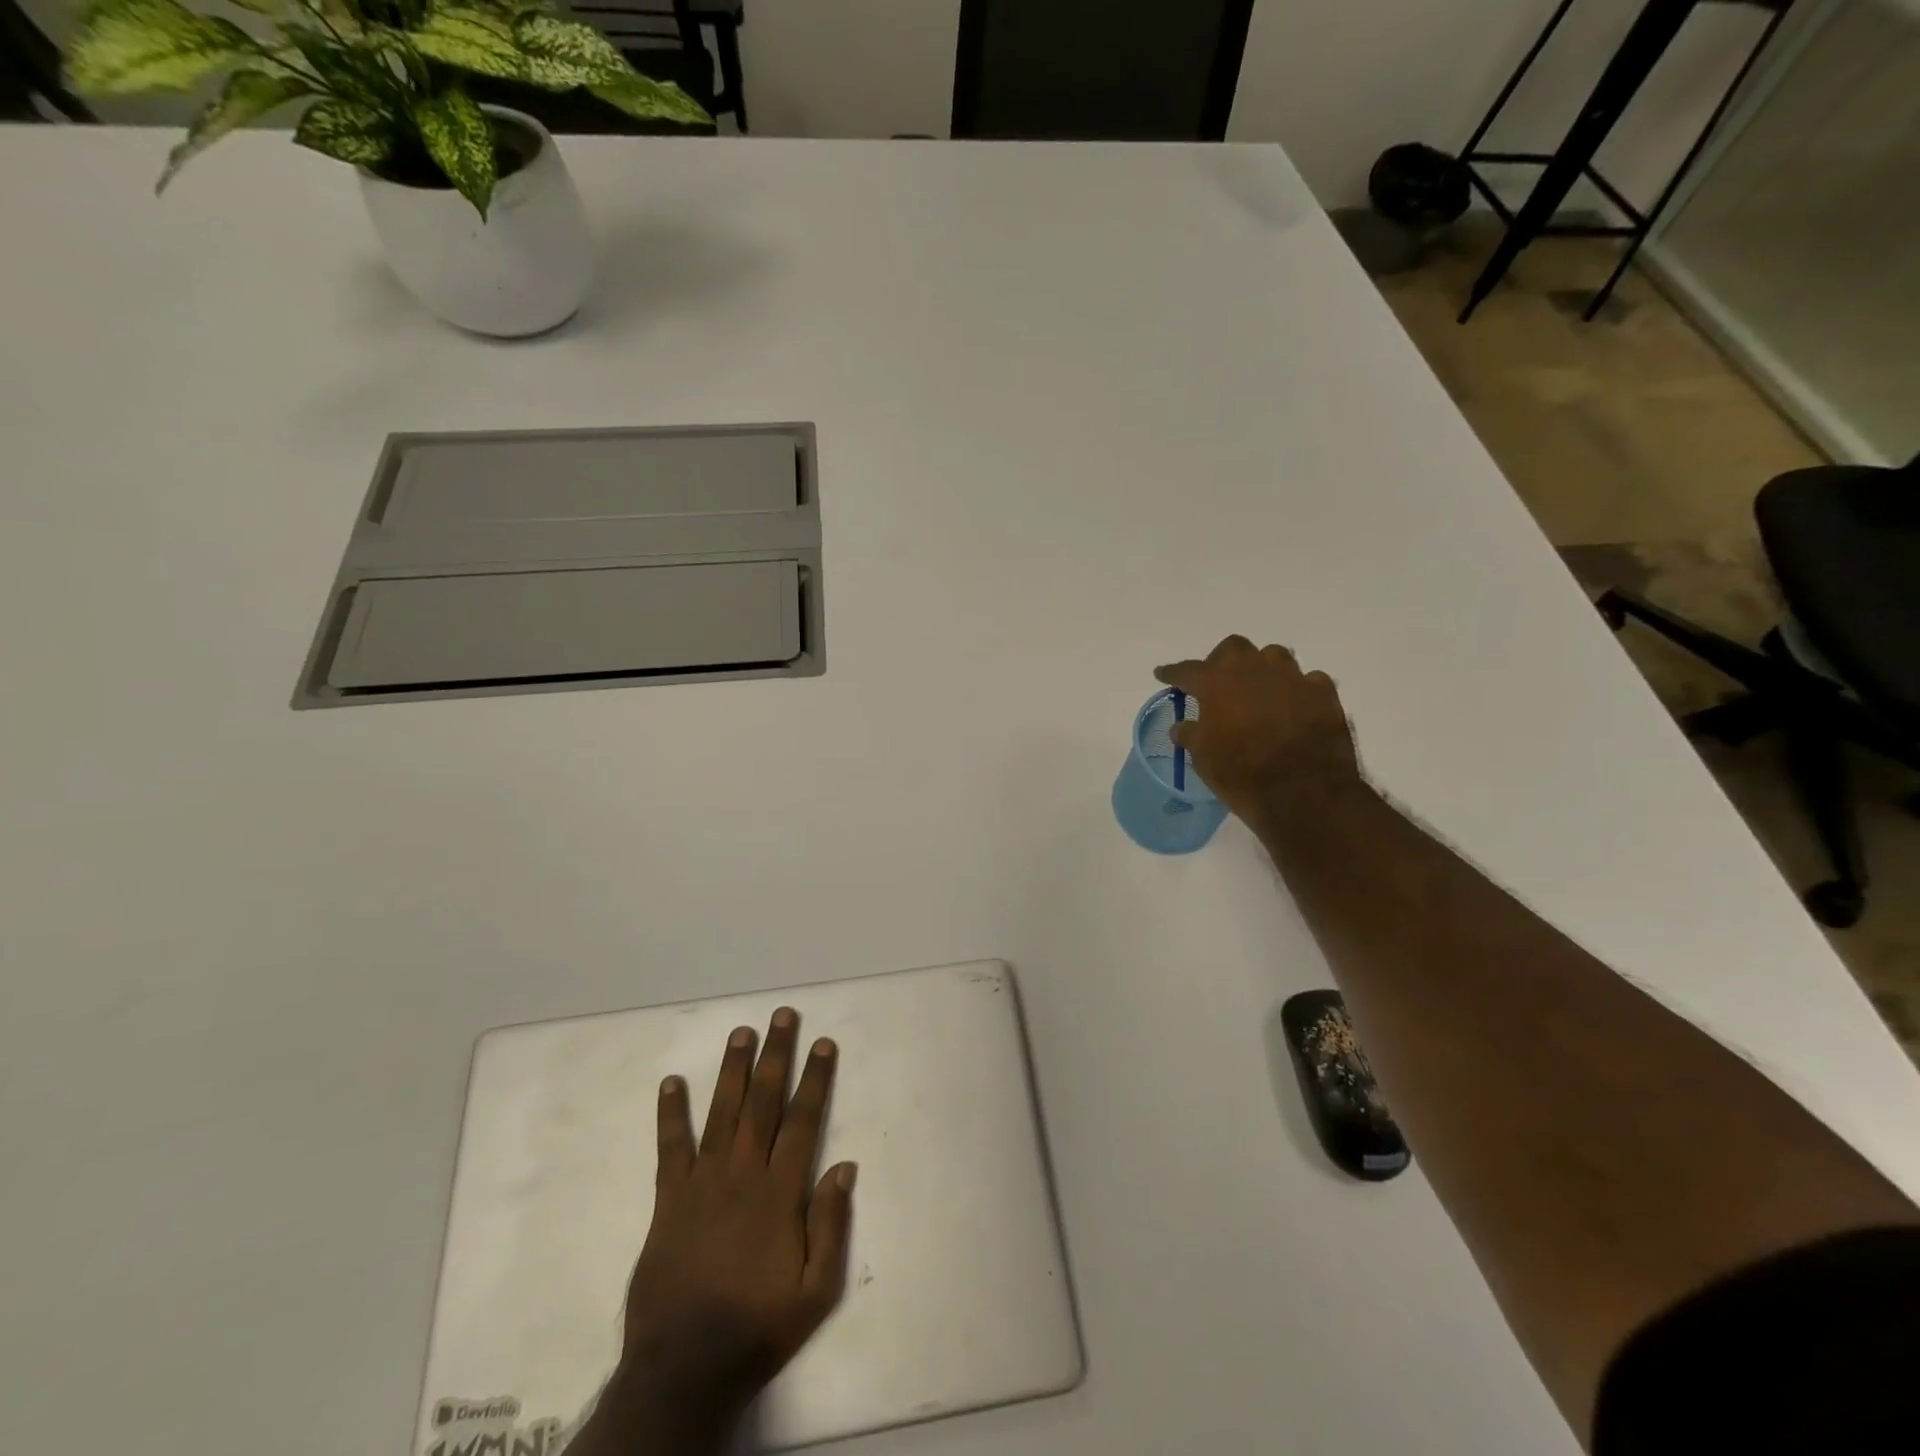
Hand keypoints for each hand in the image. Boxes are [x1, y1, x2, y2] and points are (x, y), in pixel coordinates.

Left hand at [591, 1008, 855, 1454]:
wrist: (683, 1370)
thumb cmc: (757, 1327)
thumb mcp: (816, 1292)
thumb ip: (831, 1225)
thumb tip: (844, 1166)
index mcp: (780, 1193)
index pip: (803, 1120)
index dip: (815, 1078)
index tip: (822, 1042)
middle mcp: (743, 1174)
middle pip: (763, 1102)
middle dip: (776, 1055)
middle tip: (782, 1015)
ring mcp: (702, 1183)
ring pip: (722, 1112)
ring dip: (733, 1069)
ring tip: (741, 1032)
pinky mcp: (669, 1200)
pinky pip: (670, 1148)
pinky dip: (671, 1114)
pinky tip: (671, 1082)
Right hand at [1155, 636, 1363, 833]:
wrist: (1303, 793)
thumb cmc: (1241, 774)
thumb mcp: (1203, 758)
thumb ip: (1191, 735)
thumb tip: (1181, 727)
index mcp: (1216, 683)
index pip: (1186, 670)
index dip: (1172, 672)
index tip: (1162, 674)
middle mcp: (1253, 670)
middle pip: (1233, 648)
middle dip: (1221, 661)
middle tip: (1217, 682)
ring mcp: (1292, 677)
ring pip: (1274, 656)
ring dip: (1262, 668)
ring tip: (1259, 690)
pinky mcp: (1323, 692)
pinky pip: (1307, 679)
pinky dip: (1296, 689)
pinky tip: (1294, 705)